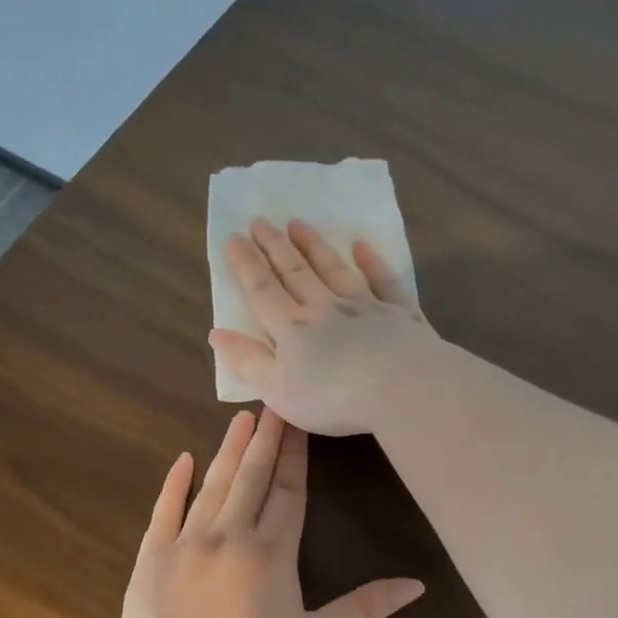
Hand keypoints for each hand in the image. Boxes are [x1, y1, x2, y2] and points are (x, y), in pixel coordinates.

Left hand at [117, 408, 423, 617]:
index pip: (289, 492)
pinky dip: (174, 484)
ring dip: (229, 450)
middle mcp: (230, 535)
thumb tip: (417, 586)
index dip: (296, 455)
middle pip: (252, 477)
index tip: (299, 420)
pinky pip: (165, 510)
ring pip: (213, 485)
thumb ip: (364, 609)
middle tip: (272, 400)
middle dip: (266, 439)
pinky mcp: (152, 556)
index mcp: (271, 553)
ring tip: (240, 418)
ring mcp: (187, 542)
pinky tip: (183, 460)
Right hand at [210, 219, 436, 435]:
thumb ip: (248, 361)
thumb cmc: (333, 398)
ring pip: (334, 269)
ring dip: (315, 246)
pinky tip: (363, 246)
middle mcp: (326, 309)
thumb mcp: (278, 390)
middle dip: (274, 247)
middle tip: (260, 220)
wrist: (402, 388)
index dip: (245, 265)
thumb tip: (216, 333)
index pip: (262, 292)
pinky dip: (372, 262)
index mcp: (293, 330)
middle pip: (296, 272)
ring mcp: (365, 307)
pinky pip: (384, 281)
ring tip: (298, 224)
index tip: (233, 238)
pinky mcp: (400, 314)